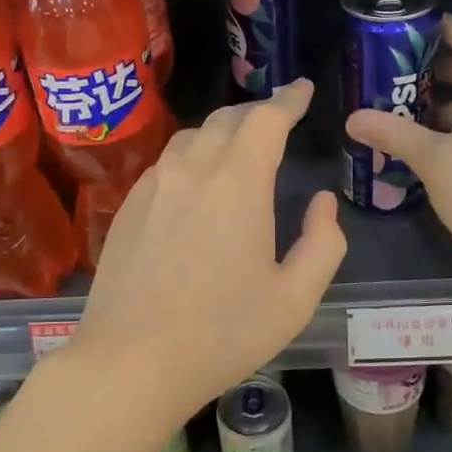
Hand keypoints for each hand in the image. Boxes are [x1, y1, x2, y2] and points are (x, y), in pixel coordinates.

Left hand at [69, 80, 346, 427]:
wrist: (130, 362)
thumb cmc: (221, 335)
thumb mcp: (294, 300)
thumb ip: (323, 244)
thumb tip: (322, 202)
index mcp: (237, 185)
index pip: (266, 120)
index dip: (289, 100)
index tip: (303, 89)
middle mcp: (191, 171)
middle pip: (226, 119)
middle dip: (257, 112)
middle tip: (278, 119)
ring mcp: (153, 186)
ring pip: (192, 136)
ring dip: (221, 131)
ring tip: (239, 146)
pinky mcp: (128, 206)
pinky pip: (166, 162)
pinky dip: (192, 155)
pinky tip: (197, 181)